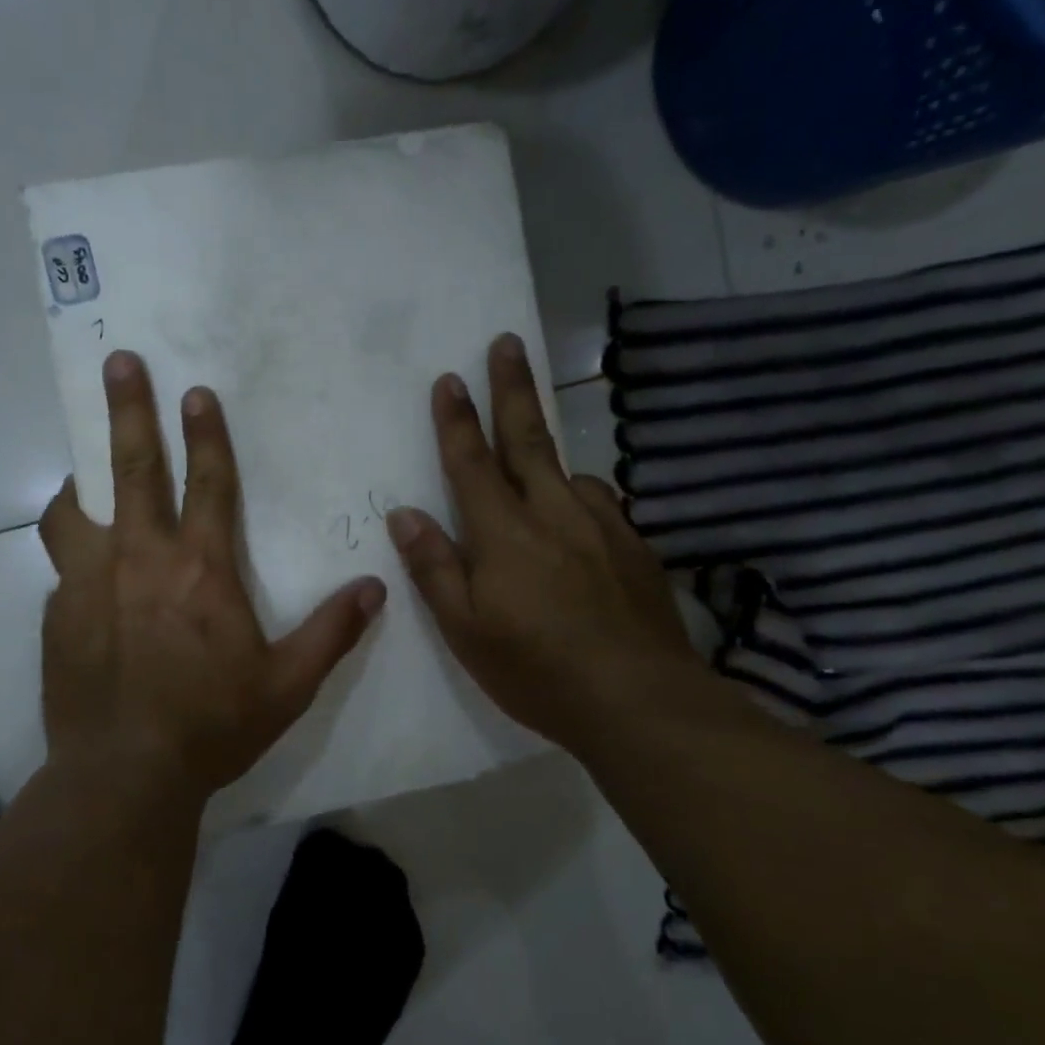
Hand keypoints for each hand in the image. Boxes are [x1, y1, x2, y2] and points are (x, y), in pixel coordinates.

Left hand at [39, 351, 386, 804]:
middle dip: (129, 411)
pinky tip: (83, 576)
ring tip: (82, 473)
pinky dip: (73, 553)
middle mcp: (140, 560)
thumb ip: (332, 632)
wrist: (124, 775)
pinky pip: (62, 566)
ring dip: (81, 481)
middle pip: (132, 469)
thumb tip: (375, 589)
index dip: (206, 434)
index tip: (196, 392)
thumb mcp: (287, 685)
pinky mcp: (57, 614)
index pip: (208, 483)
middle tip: (119, 362)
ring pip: (74, 510)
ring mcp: (88, 583)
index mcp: (200, 570)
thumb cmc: (211, 726)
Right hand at [387, 334, 709, 754]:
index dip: (457, 420)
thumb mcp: (465, 628)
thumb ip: (434, 567)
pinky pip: (600, 504)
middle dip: (512, 388)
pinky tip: (579, 514)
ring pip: (568, 472)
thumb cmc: (536, 669)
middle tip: (507, 342)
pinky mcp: (635, 548)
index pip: (472, 463)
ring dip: (547, 451)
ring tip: (534, 452)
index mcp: (504, 533)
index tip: (449, 378)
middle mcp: (553, 514)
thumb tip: (405, 514)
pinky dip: (580, 495)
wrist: (639, 702)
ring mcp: (601, 527)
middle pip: (528, 438)